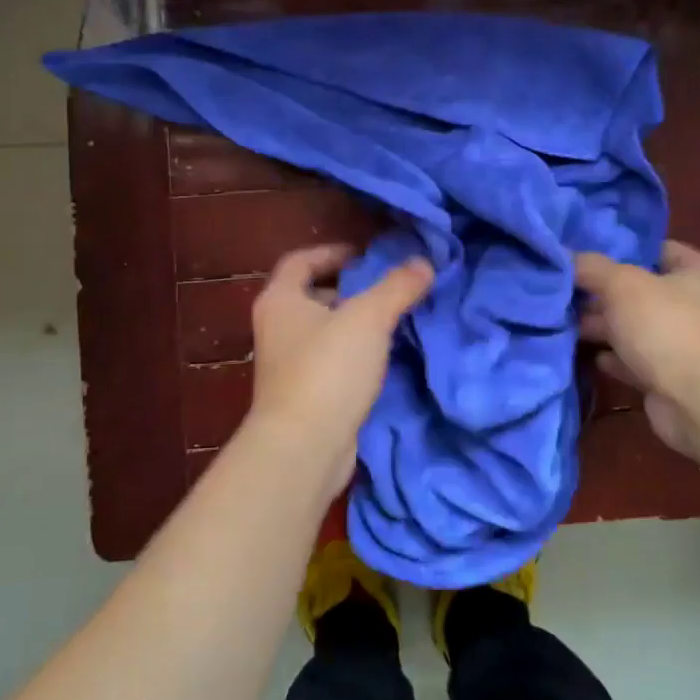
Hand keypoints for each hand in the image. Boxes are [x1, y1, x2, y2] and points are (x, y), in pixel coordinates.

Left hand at [248, 244, 434, 493]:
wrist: (304, 447)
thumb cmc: (328, 370)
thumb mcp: (368, 318)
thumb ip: (397, 287)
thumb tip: (423, 263)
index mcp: (280, 300)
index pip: (300, 261)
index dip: (333, 252)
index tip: (367, 256)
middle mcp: (276, 328)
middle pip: (311, 295)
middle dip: (349, 289)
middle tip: (386, 288)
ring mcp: (287, 365)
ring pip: (323, 331)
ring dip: (354, 324)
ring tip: (392, 321)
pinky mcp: (303, 396)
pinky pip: (330, 362)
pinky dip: (353, 355)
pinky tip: (382, 359)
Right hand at [575, 240, 699, 456]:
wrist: (697, 400)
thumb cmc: (665, 326)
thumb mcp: (621, 284)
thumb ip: (591, 267)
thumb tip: (565, 255)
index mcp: (699, 272)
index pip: (656, 249)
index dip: (621, 250)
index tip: (583, 254)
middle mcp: (696, 304)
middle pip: (641, 290)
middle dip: (603, 292)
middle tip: (564, 290)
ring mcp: (684, 343)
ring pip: (635, 327)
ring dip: (604, 326)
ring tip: (563, 320)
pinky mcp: (671, 377)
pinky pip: (634, 360)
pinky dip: (613, 357)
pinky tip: (587, 354)